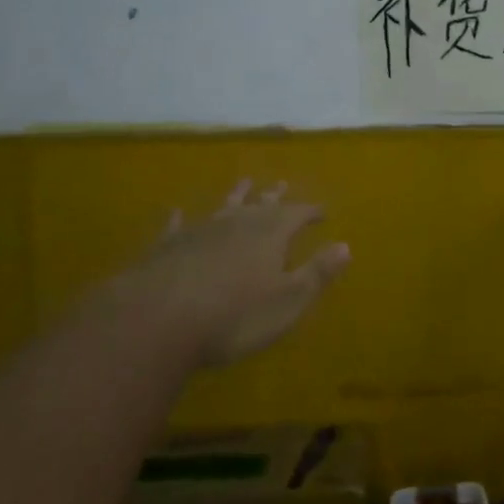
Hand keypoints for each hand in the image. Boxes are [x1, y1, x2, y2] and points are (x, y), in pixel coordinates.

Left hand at [128, 181, 349, 367]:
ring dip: (236, 195)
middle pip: (262, 203)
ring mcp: (200, 231)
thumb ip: (317, 273)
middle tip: (283, 183)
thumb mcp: (288, 301)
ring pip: (224, 206)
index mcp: (271, 234)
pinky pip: (178, 226)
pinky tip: (177, 212)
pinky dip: (181, 219)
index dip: (311, 211)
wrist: (158, 320)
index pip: (298, 214)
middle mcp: (238, 223)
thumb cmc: (234, 316)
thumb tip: (346, 246)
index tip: (322, 210)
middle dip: (275, 196)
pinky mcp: (167, 246)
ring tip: (245, 182)